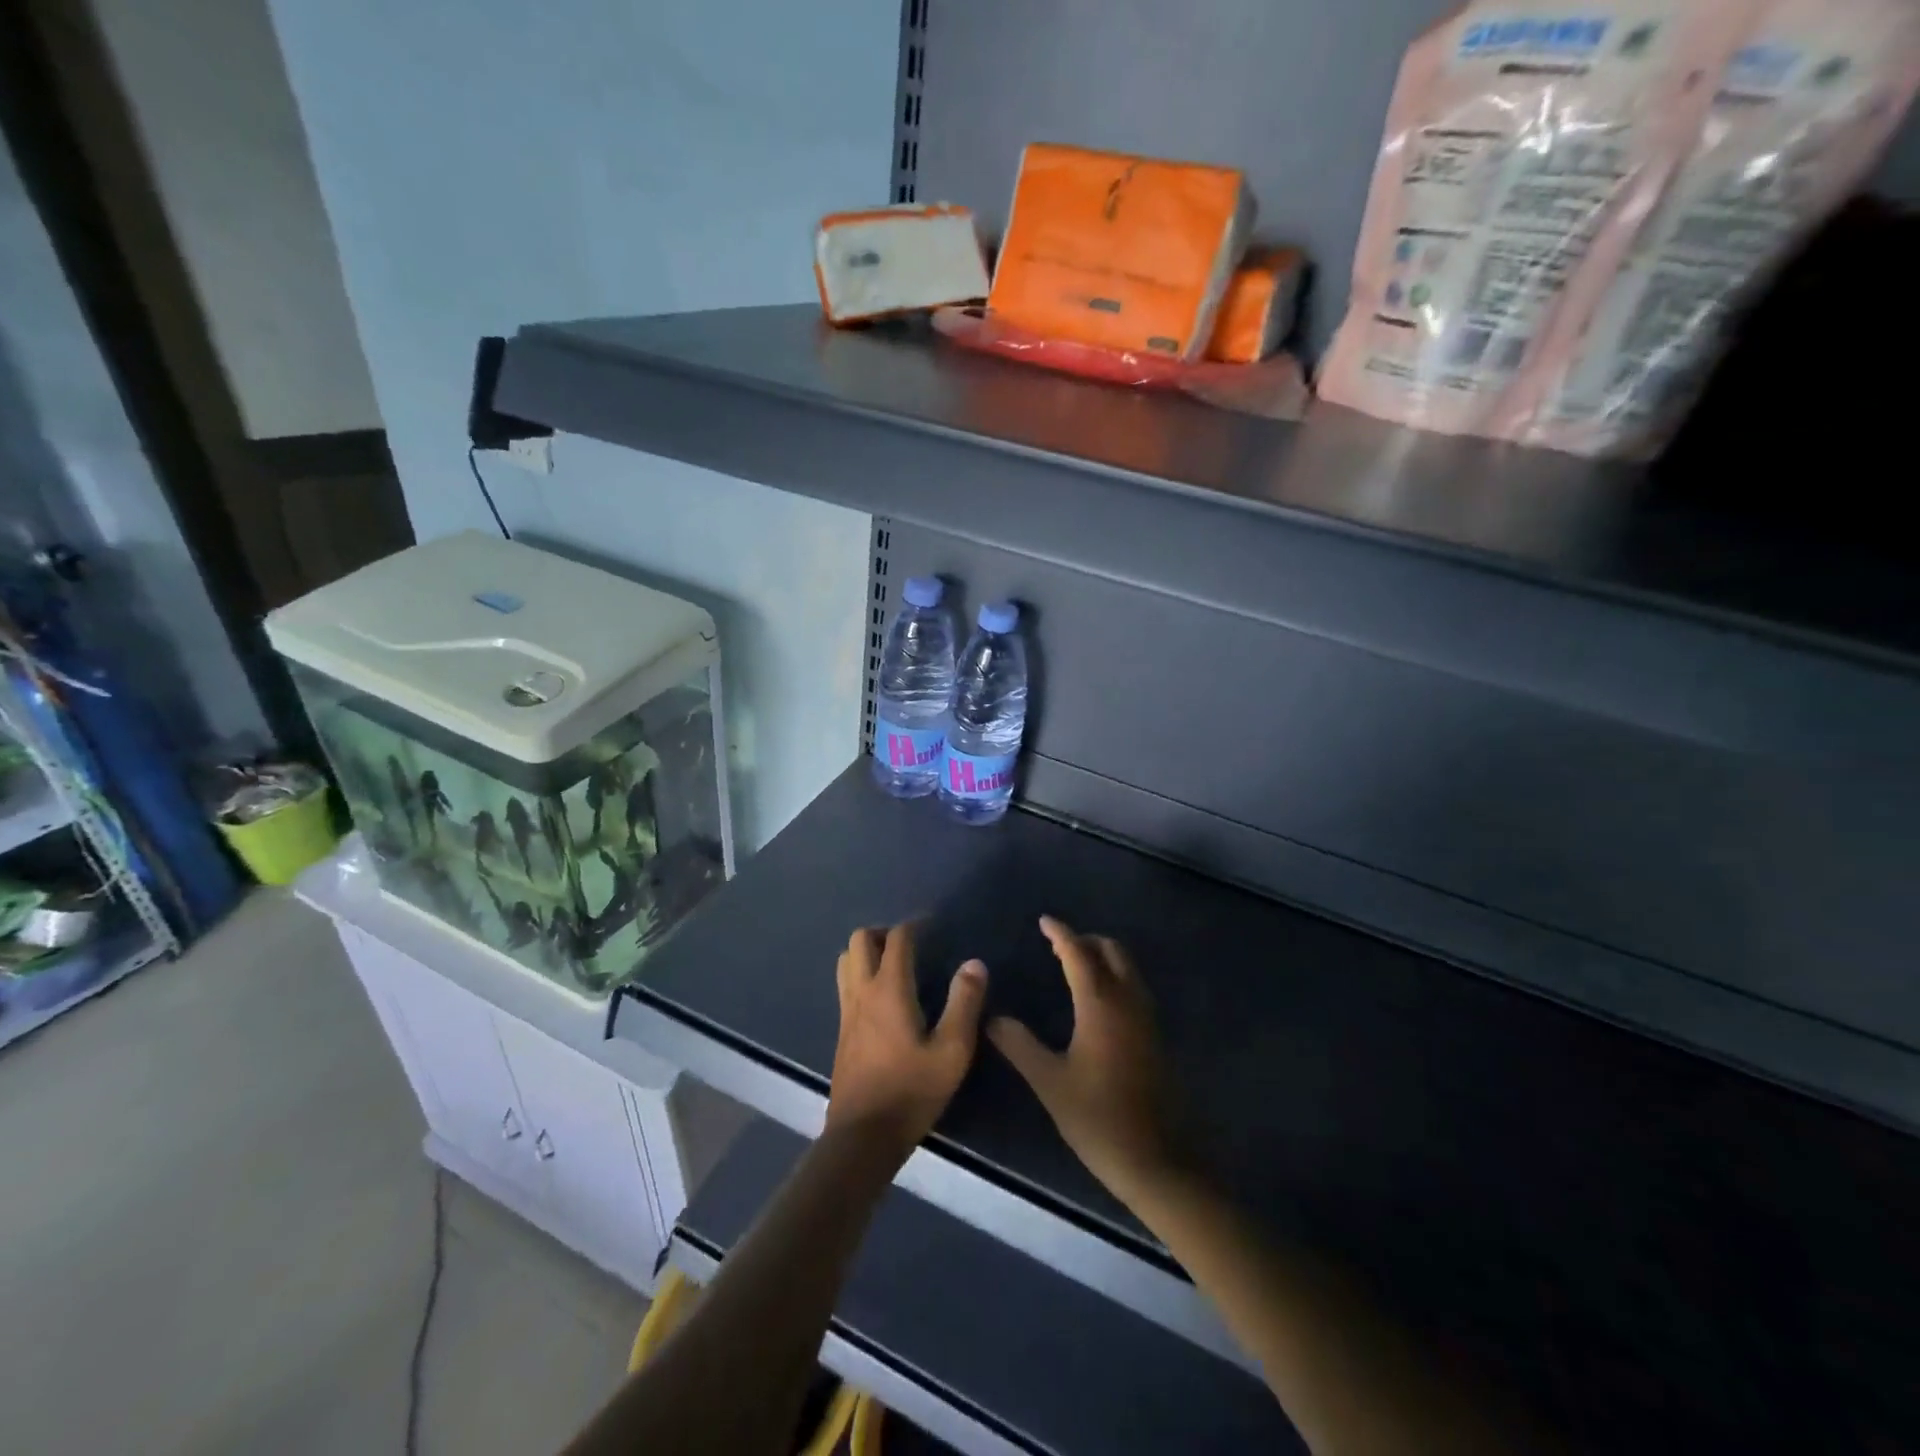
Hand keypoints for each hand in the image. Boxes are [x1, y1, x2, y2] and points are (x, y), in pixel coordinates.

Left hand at [826, 923, 986, 1156]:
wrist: (863, 1136)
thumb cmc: (911, 1091)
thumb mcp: (952, 1051)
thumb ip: (964, 1003)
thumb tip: (974, 963)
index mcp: (889, 990)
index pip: (897, 939)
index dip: (914, 925)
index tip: (933, 925)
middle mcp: (862, 992)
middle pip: (860, 940)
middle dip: (884, 932)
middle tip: (911, 943)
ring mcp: (847, 1012)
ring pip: (846, 960)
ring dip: (867, 951)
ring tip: (894, 963)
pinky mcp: (842, 1031)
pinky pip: (845, 984)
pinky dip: (860, 974)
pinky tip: (882, 996)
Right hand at [988, 917, 1180, 1205]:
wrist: (1155, 1160)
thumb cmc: (1097, 1118)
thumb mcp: (1049, 1081)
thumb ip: (1019, 1045)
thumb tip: (992, 1018)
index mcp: (1100, 1004)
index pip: (1078, 954)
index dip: (1060, 933)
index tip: (1044, 920)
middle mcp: (1128, 1001)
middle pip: (1111, 951)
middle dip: (1085, 940)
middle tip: (1057, 946)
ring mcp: (1147, 1018)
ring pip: (1127, 968)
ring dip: (1103, 957)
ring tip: (1074, 967)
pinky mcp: (1155, 1036)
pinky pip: (1135, 988)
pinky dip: (1115, 977)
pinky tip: (1097, 1001)